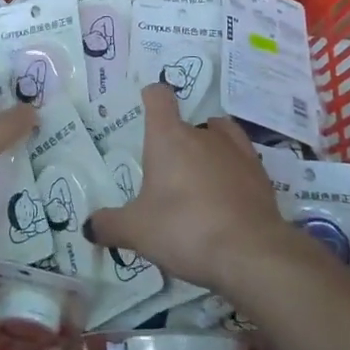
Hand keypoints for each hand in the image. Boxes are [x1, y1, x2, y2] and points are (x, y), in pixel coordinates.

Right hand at [84, 84, 295, 293]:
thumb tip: (89, 227)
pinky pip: (241, 161)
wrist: (252, 253)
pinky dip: (232, 171)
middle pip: (187, 123)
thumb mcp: (137, 231)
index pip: (159, 96)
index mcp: (168, 136)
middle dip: (177, 142)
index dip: (151, 97)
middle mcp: (203, 134)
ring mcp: (237, 151)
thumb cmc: (184, 228)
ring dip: (208, 150)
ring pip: (219, 136)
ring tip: (199, 178)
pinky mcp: (261, 175)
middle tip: (166, 172)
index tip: (146, 108)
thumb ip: (110, 225)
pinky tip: (226, 195)